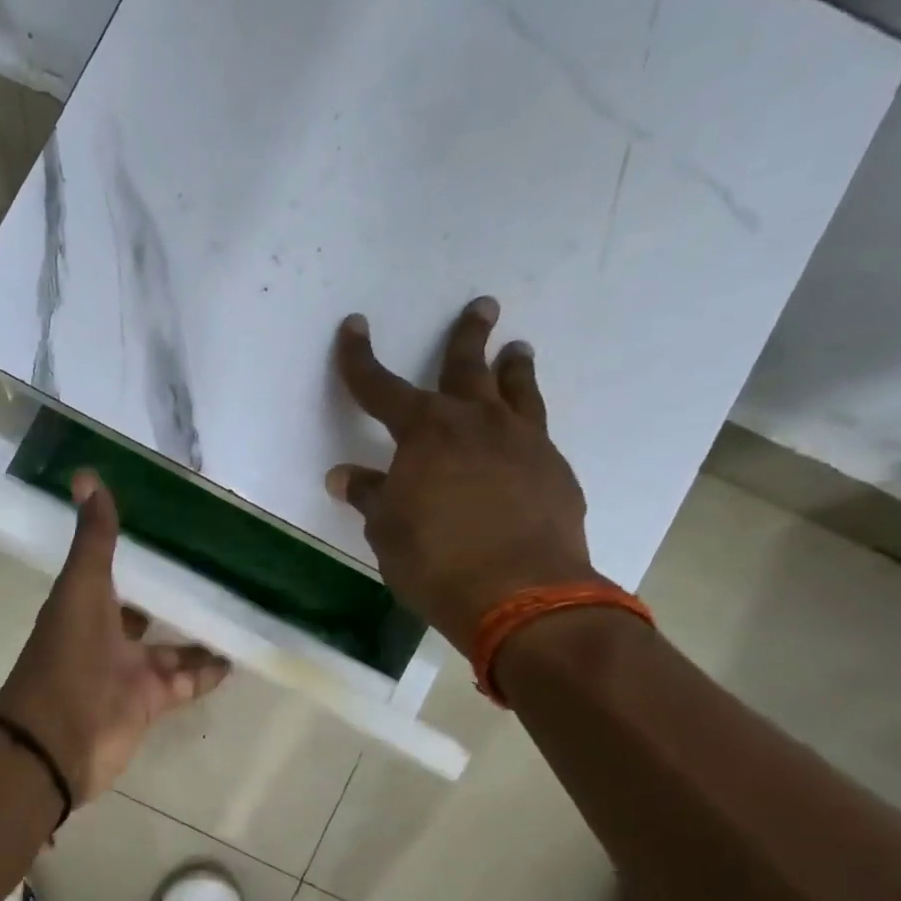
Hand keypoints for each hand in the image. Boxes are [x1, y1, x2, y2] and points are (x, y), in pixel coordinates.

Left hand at [0, 472, 229, 803]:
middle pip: (147, 611)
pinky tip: (240, 652)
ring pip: (172, 647)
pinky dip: (210, 670)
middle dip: (176, 595)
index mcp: (86, 605)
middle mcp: (107, 635)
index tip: (176, 529)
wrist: (58, 742)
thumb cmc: (67, 659)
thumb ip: (93, 540)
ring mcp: (130, 671)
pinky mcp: (151, 702)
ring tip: (241, 606)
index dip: (140, 555)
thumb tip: (86, 475)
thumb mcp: (82, 590)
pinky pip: (187, 680)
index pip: (116, 573)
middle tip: (221, 567)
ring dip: (200, 633)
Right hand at [326, 296, 598, 652]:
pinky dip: (527, 419)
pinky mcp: (555, 469)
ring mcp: (523, 443)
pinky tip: (524, 429)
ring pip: (517, 390)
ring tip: (518, 349)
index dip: (360, 359)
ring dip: (513, 367)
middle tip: (482, 305)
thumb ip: (371, 496)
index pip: (380, 388)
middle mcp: (476, 424)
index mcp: (424, 433)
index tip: (354, 327)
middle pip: (468, 368)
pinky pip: (538, 429)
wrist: (521, 594)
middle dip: (467, 336)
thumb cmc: (435, 561)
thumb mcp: (387, 530)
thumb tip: (346, 477)